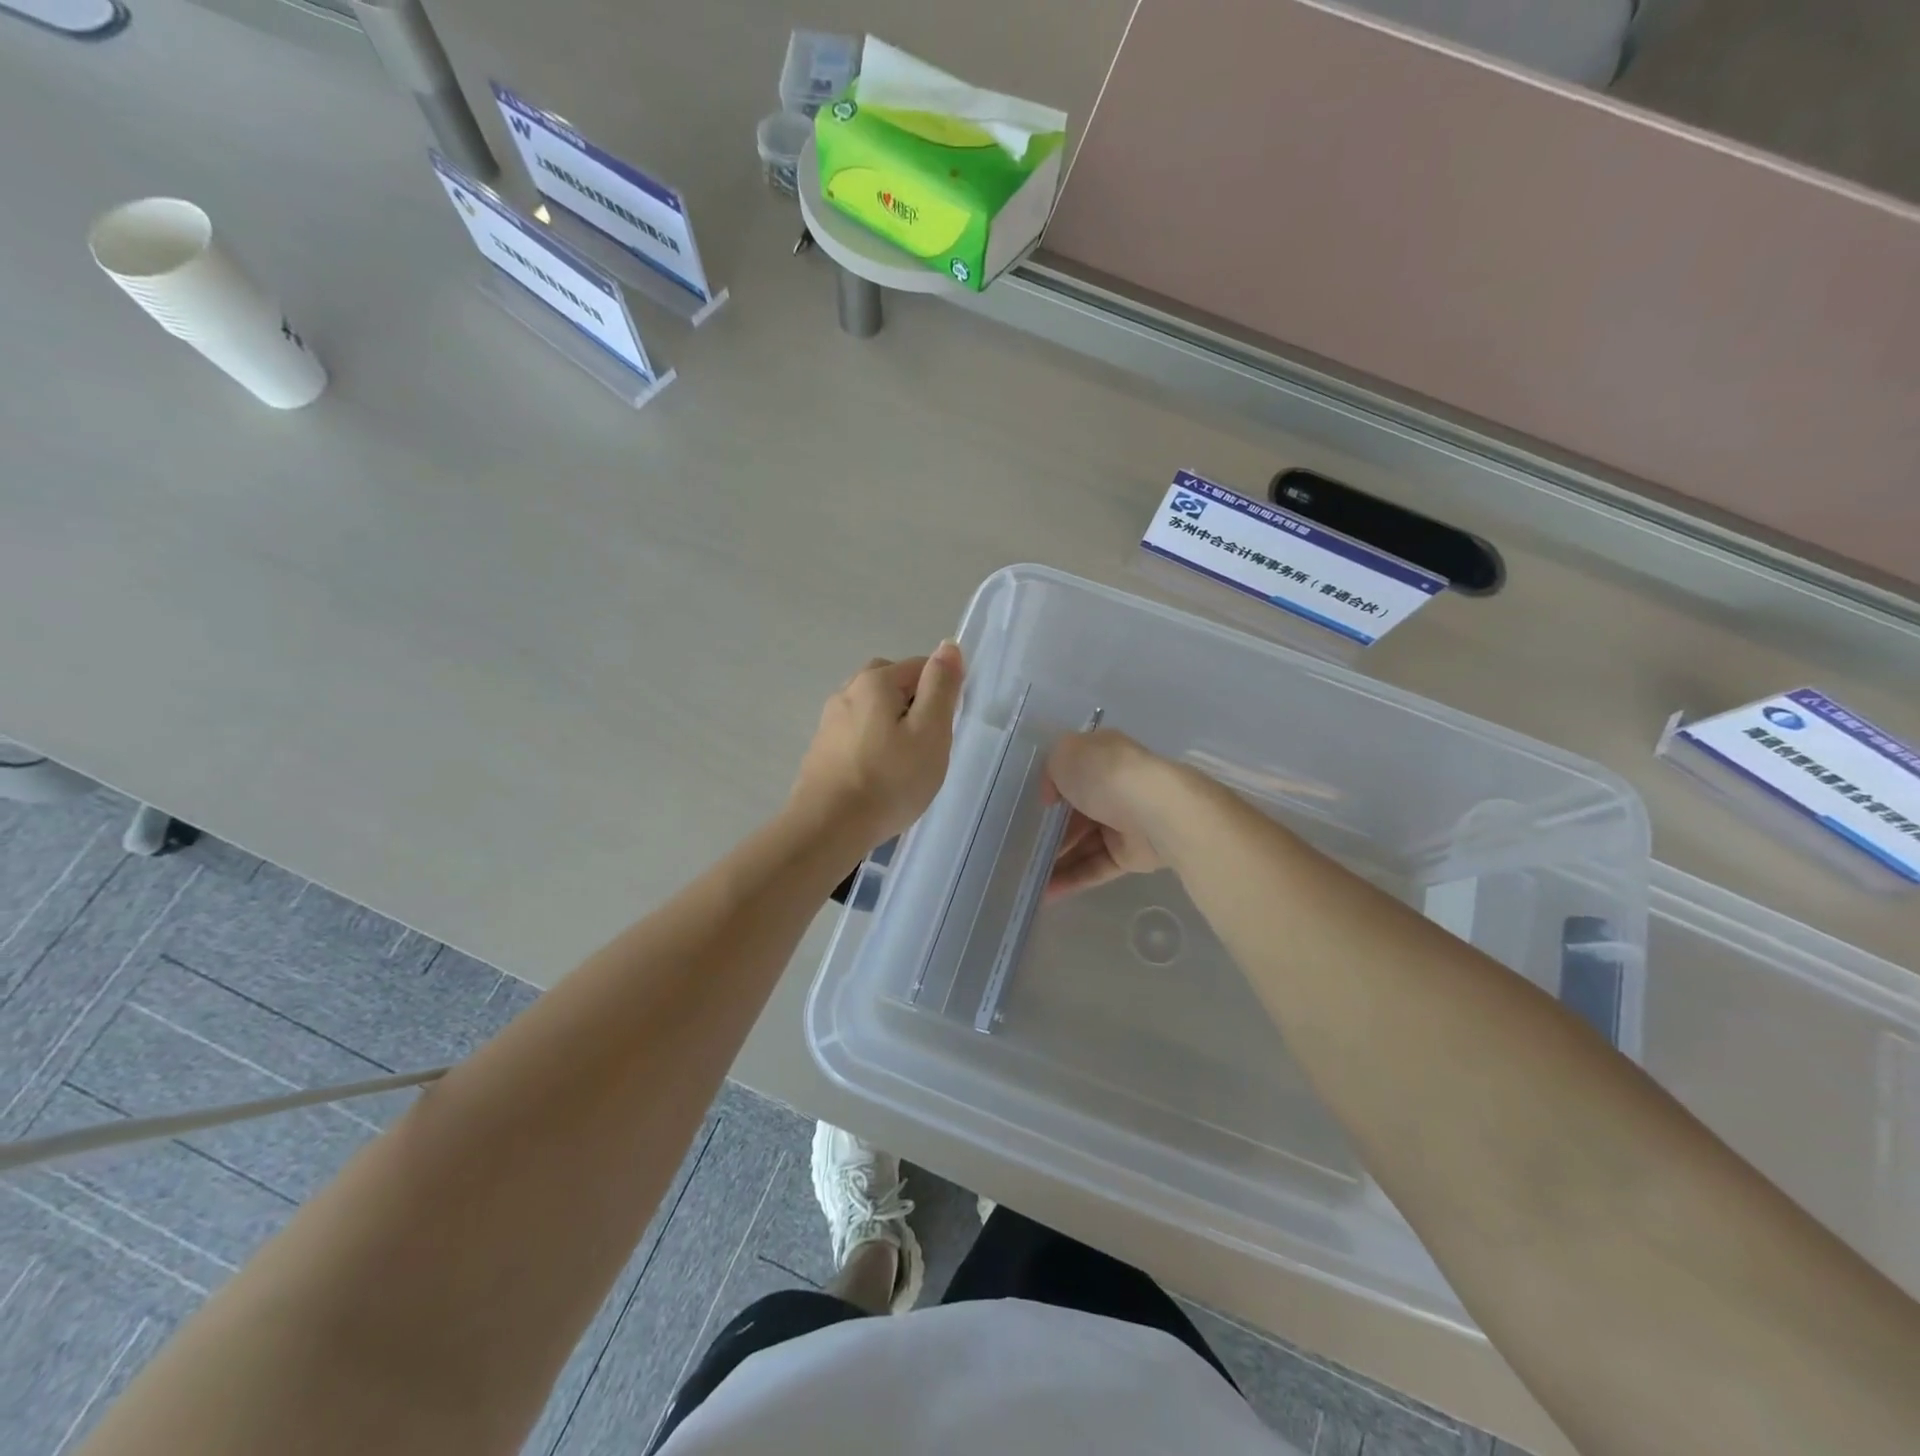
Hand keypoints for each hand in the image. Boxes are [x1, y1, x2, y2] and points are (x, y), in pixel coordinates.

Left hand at [791, 643, 964, 843]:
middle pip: (891, 683)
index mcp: (875, 682)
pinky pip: (856, 733)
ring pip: (871, 709)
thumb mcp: (930, 731)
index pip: (920, 666)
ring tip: (904, 761)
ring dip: (891, 724)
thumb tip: (948, 646)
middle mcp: (847, 691)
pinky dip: (872, 743)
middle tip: (927, 742)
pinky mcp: (821, 749)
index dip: (941, 692)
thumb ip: (941, 687)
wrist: (828, 827)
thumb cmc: (889, 779)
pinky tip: (878, 773)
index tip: (945, 728)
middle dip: (913, 703)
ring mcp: (829, 721)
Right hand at [1043, 729, 1178, 898]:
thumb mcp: (1065, 754)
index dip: (1050, 788)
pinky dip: (1072, 879)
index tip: (1029, 806)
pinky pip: (1095, 867)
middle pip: (1075, 812)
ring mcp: (1123, 822)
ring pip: (1083, 843)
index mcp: (1103, 756)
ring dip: (1056, 858)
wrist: (1157, 811)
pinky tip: (1047, 893)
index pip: (1071, 771)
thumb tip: (1053, 797)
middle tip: (1022, 847)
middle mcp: (1114, 787)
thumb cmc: (1106, 775)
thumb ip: (1050, 771)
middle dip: (1049, 830)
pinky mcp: (1130, 855)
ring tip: (1027, 875)